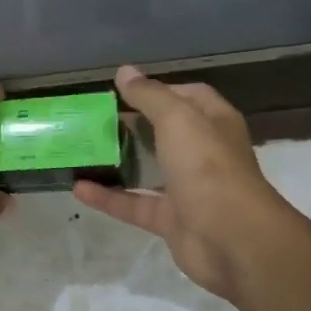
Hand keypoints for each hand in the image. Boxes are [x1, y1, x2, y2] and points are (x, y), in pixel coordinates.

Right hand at [74, 65, 298, 300]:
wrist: (232, 239)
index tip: (124, 92)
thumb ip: (150, 96)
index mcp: (214, 123)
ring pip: (148, 170)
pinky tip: (78, 188)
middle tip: (95, 121)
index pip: (189, 97)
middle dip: (132, 126)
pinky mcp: (171, 220)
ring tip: (83, 151)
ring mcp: (188, 189)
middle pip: (165, 133)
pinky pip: (134, 205)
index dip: (159, 91)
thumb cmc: (208, 168)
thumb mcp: (178, 120)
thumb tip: (125, 72)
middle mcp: (203, 153)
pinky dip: (108, 197)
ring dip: (119, 162)